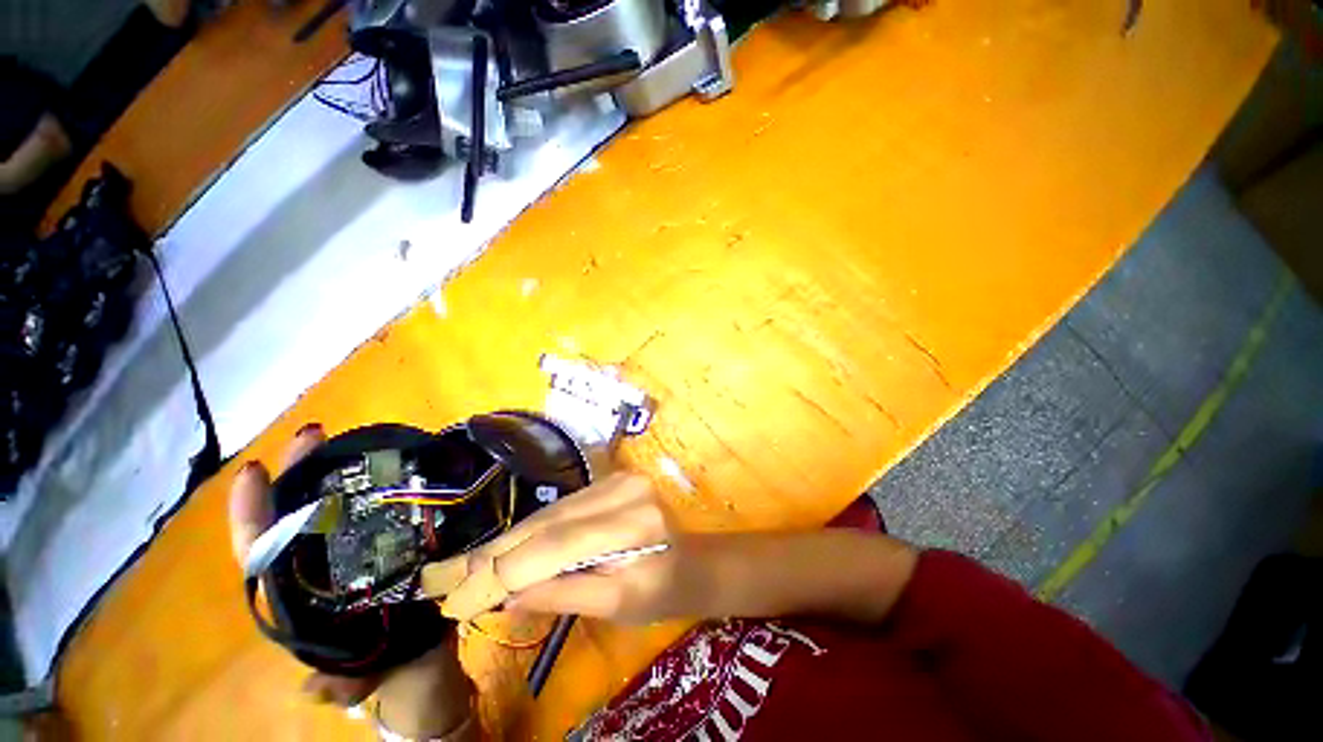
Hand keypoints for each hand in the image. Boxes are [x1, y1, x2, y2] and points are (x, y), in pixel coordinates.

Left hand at [229, 424, 476, 738]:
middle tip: (317, 435)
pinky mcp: (399, 550)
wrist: (431, 673)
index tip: (259, 470)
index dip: (254, 514)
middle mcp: (327, 572)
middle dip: (300, 474)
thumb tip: (312, 686)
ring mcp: (364, 558)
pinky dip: (385, 488)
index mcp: (307, 601)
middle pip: (300, 517)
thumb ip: (344, 684)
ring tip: (355, 441)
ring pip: (338, 510)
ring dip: (340, 474)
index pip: (264, 555)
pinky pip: (383, 514)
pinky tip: (400, 467)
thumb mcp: (365, 682)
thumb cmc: (393, 678)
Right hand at [438, 472, 712, 622]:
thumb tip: (504, 597)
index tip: (455, 599)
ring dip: (508, 542)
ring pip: (550, 513)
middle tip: (444, 579)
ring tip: (465, 568)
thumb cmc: (660, 592)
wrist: (690, 562)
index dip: (503, 571)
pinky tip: (505, 548)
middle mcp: (624, 491)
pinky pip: (561, 507)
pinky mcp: (610, 481)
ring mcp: (617, 480)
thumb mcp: (614, 606)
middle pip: (549, 522)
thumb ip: (562, 595)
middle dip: (495, 554)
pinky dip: (531, 531)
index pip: (556, 546)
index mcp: (633, 525)